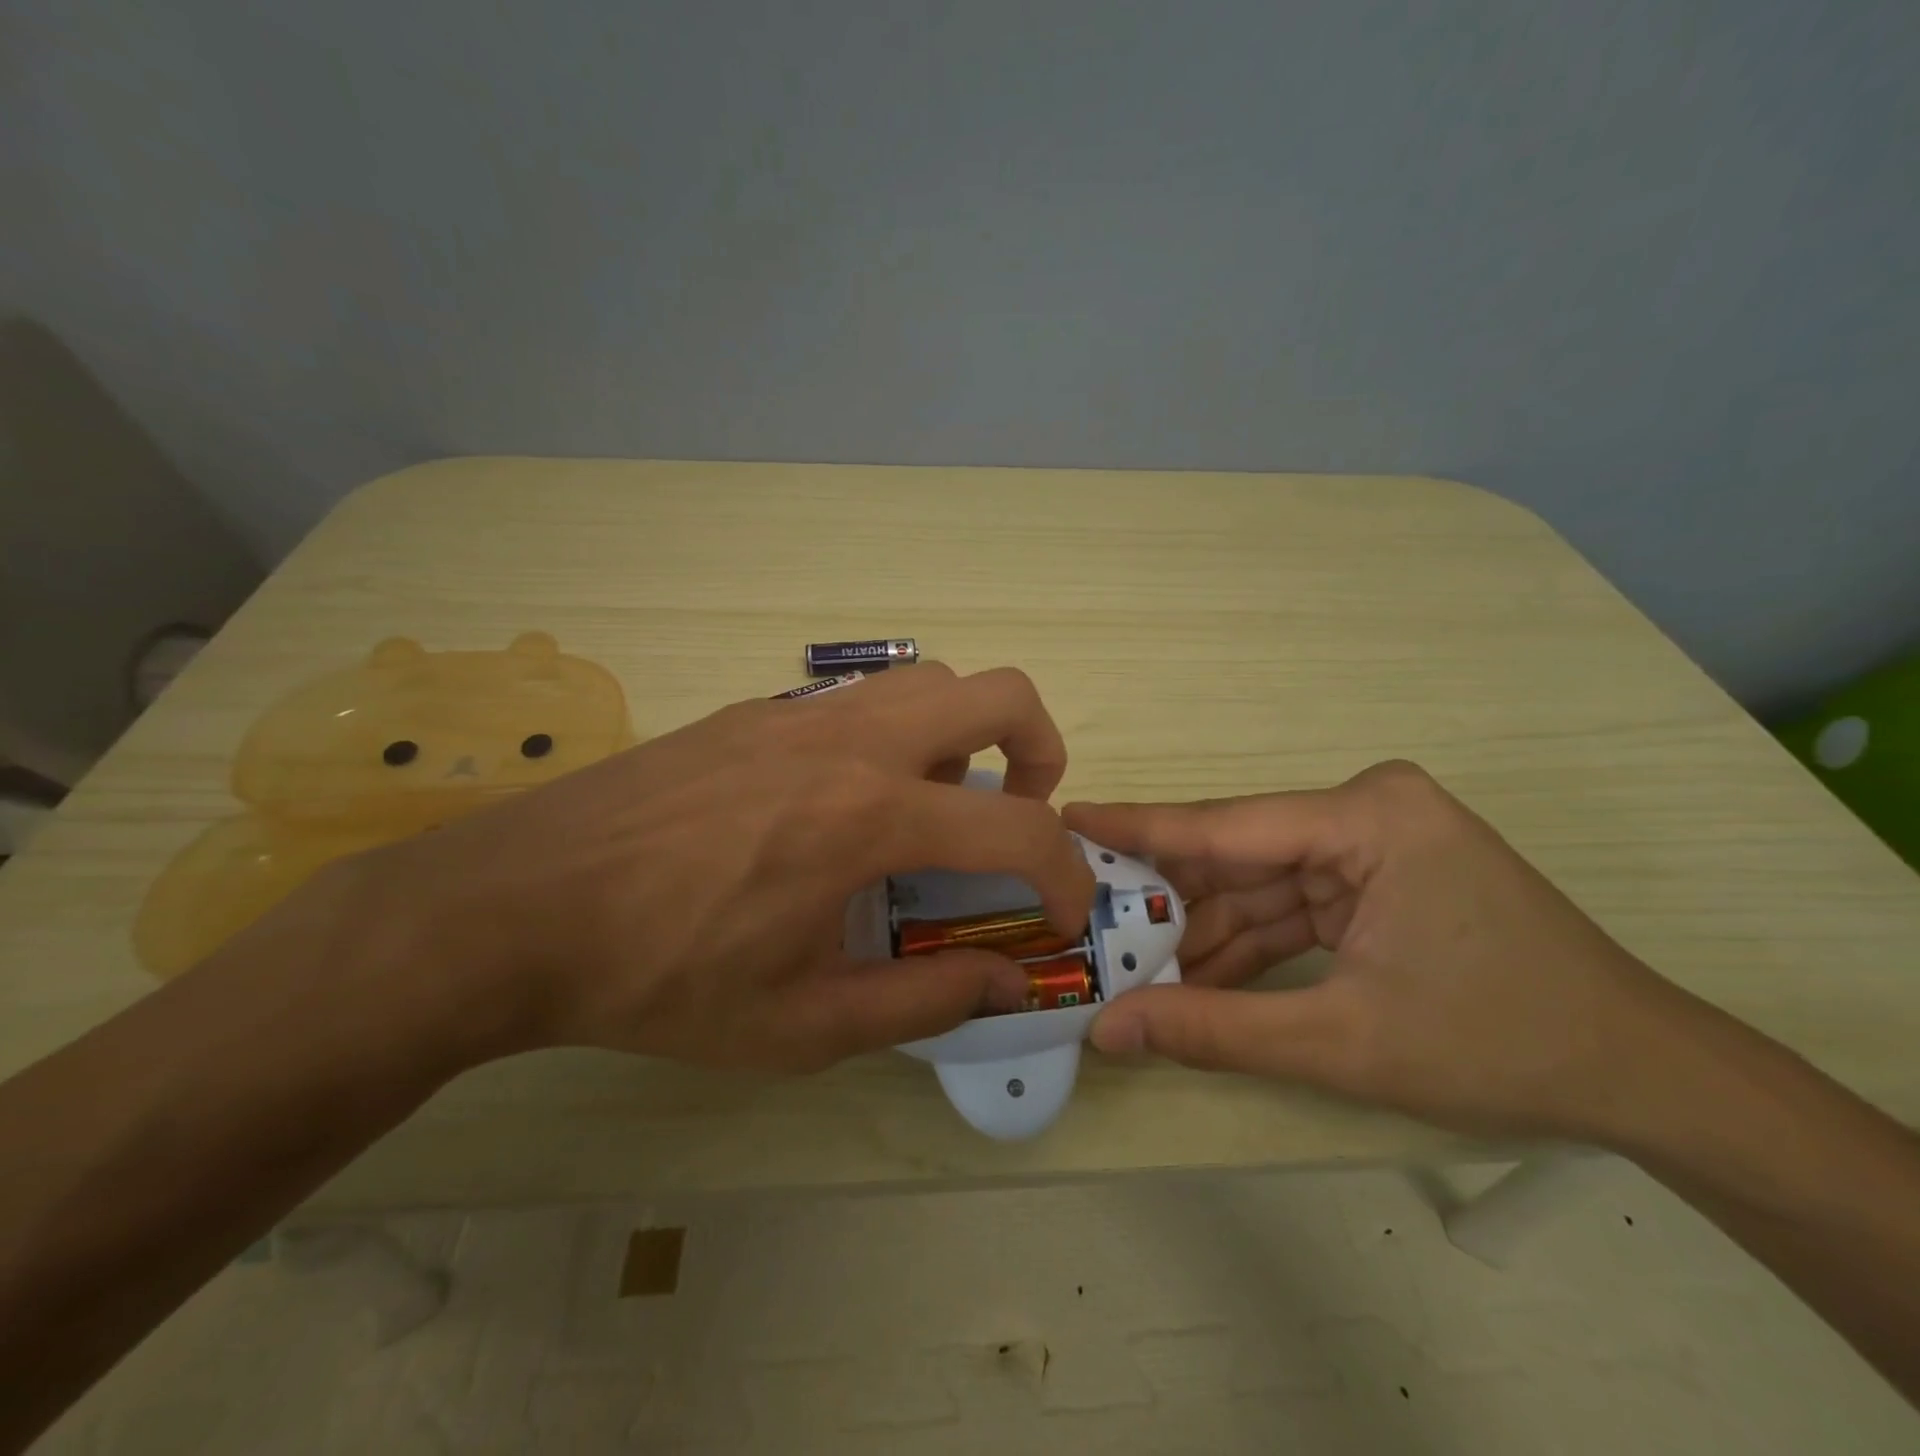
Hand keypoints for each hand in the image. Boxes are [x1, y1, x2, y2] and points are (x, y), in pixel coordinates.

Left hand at [327, 665, 1094, 1073]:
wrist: (514, 907)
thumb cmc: (660, 978)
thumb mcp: (801, 1025)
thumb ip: (925, 1001)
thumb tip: (1010, 981)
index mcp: (869, 817)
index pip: (1017, 828)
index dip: (1064, 874)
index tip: (1063, 913)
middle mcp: (850, 742)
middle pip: (998, 691)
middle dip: (1041, 748)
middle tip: (1020, 813)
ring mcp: (799, 713)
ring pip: (929, 681)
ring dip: (968, 734)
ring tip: (938, 806)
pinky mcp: (756, 711)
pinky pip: (862, 701)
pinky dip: (899, 736)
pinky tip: (848, 804)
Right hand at [1064, 762, 1696, 1142]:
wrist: (1645, 1077)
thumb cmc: (1500, 1045)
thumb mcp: (1342, 1042)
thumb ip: (1213, 1031)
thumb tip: (1108, 1030)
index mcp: (1367, 818)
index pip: (1224, 825)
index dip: (1138, 828)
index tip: (1066, 817)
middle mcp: (1366, 811)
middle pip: (1239, 855)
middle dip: (1169, 899)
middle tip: (1088, 916)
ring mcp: (1374, 843)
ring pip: (1260, 884)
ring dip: (1205, 930)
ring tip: (1131, 964)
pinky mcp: (1378, 876)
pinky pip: (1292, 904)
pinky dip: (1248, 943)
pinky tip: (1196, 979)